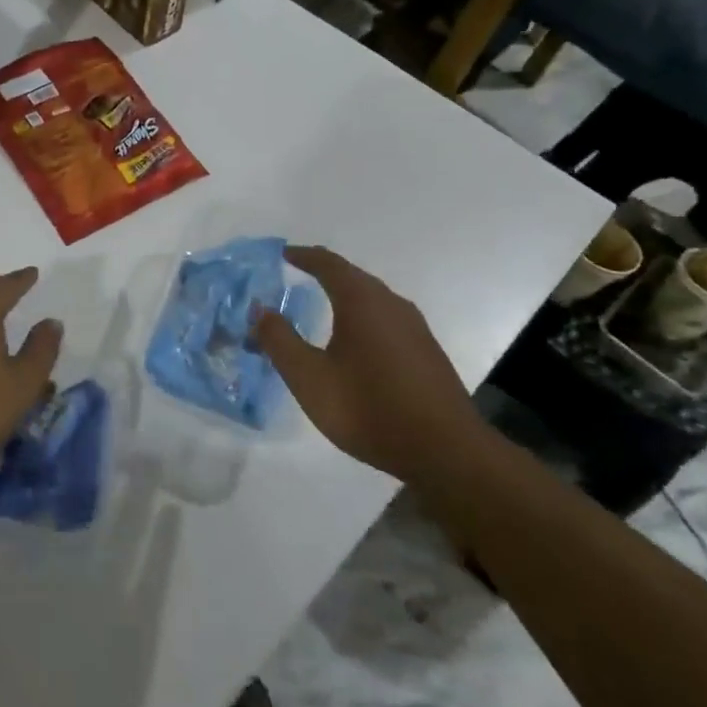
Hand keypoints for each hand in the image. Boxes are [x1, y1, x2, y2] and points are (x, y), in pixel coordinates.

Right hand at [254, 246, 487, 487]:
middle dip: (324, 273)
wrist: (447, 453)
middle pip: (353, 277)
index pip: (328, 264)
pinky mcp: (427, 353)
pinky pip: (386, 320)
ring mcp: (415, 329)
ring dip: (345, 296)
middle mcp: (391, 304)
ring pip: (373, 299)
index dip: (303, 256)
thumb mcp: (309, 377)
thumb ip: (279, 340)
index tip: (282, 253)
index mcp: (362, 301)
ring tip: (322, 306)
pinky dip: (362, 317)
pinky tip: (355, 342)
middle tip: (298, 274)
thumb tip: (259, 308)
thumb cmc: (368, 408)